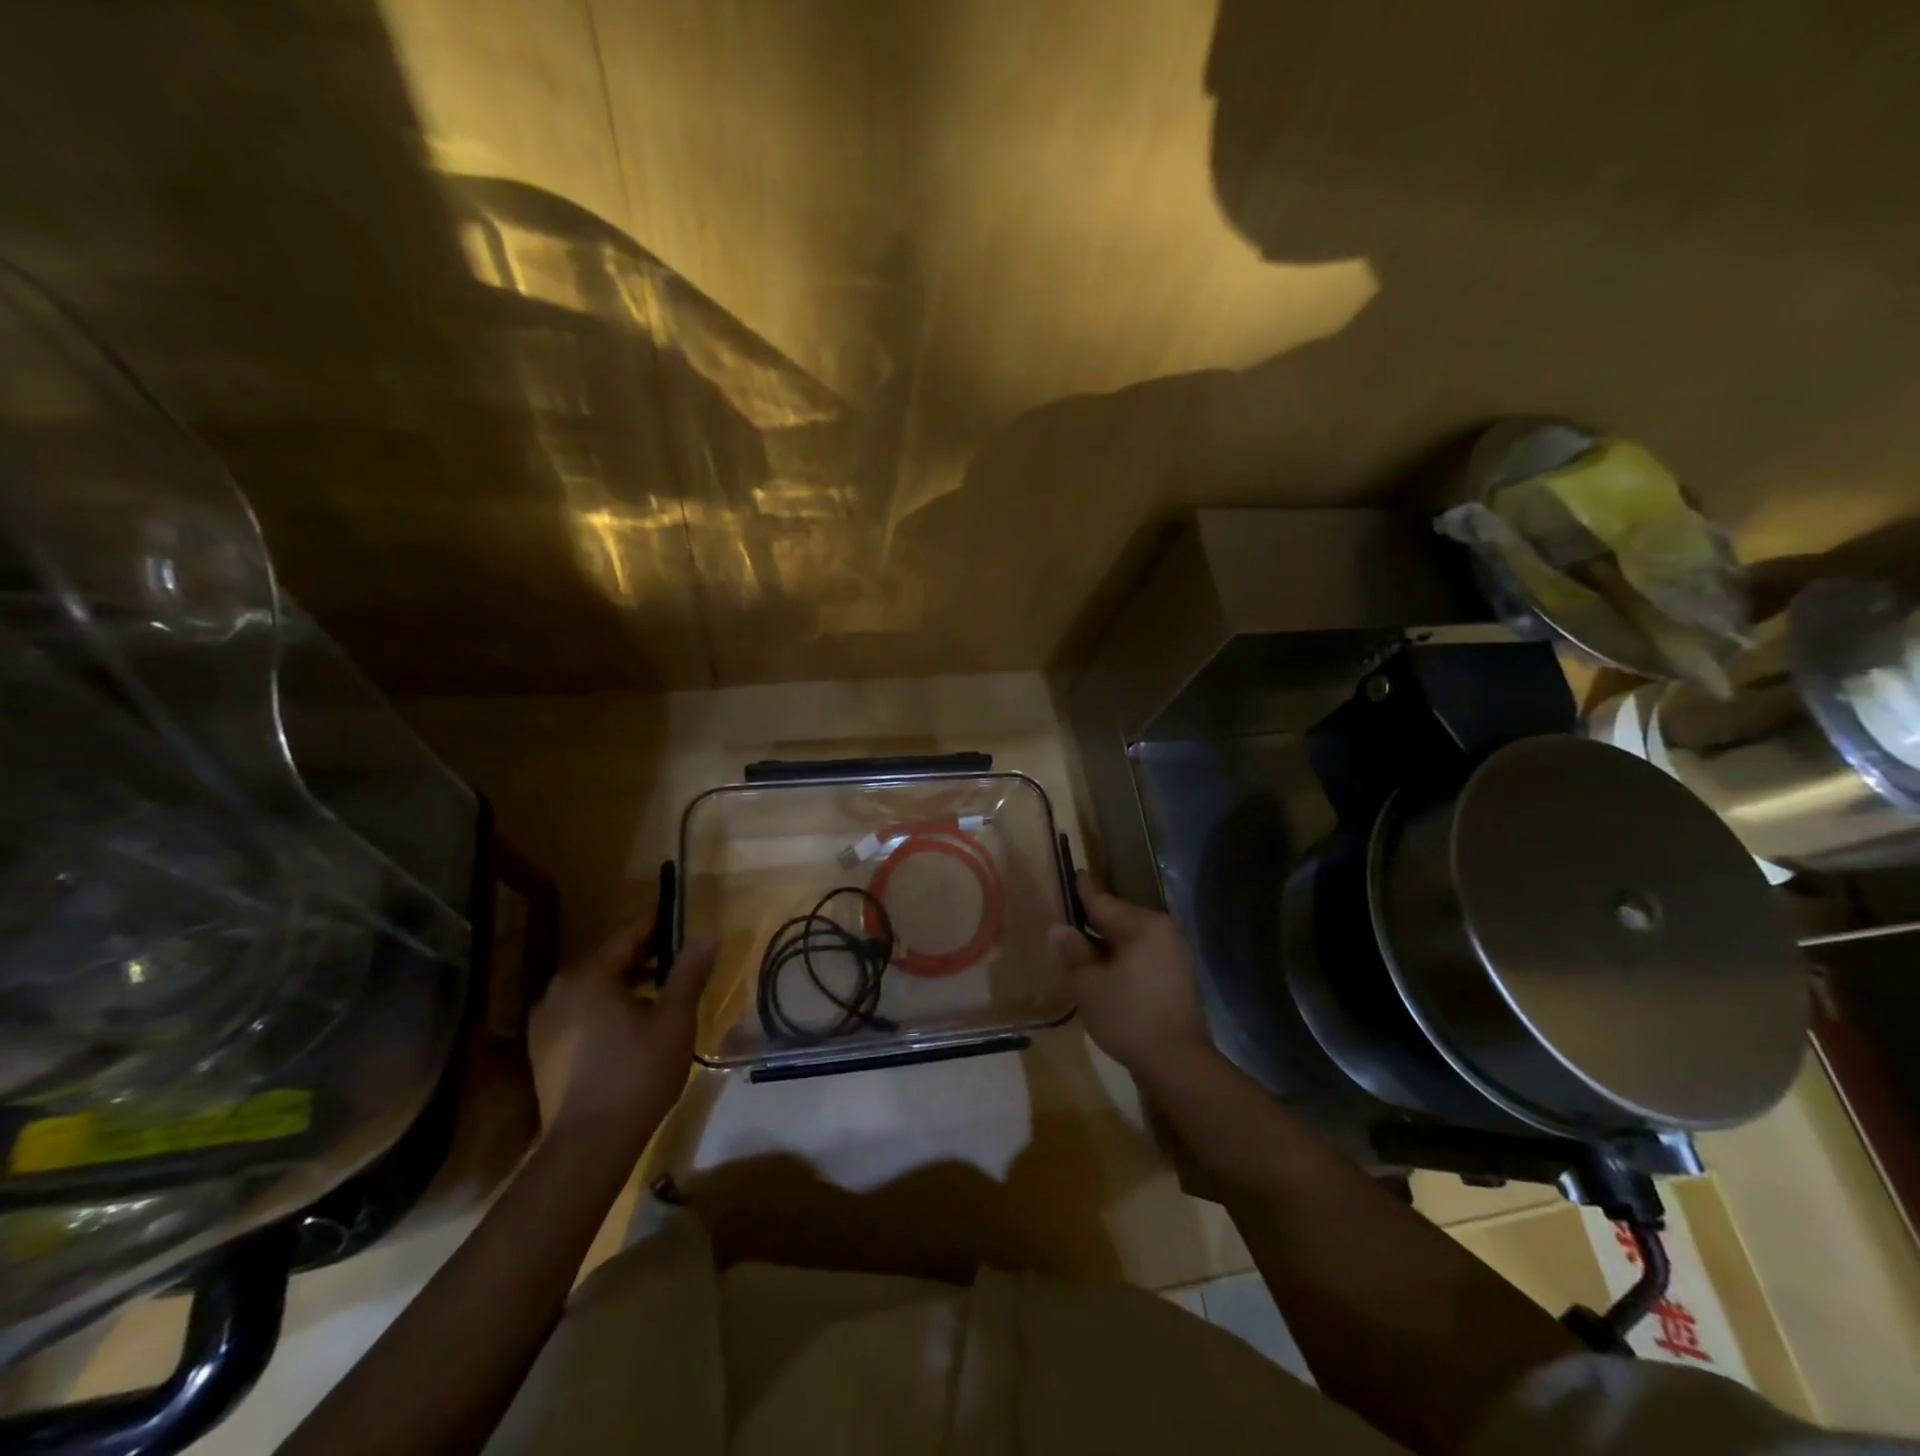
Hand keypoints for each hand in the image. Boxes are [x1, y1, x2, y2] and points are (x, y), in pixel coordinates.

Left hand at [528, 911, 717, 1149]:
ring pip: (593, 987)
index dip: (656, 925)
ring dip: (625, 985)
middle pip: (608, 960)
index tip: (680, 920)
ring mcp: (546, 1021)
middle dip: (643, 957)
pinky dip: (606, 1008)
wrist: (588, 1146)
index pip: (627, 934)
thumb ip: (689, 973)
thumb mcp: (675, 1019)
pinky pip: (580, 1012)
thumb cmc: (637, 1073)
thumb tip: (707, 936)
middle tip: (677, 960)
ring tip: (660, 995)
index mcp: (589, 975)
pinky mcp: (543, 1050)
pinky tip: (630, 1026)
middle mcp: (559, 990)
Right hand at [1048, 872, 1216, 1086]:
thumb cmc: (1128, 1016)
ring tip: (1079, 946)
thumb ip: (1073, 952)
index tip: (1074, 872)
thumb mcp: (1089, 984)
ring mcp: (1173, 954)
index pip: (1103, 901)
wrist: (1177, 1063)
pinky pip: (1141, 955)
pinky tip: (1103, 970)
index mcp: (1142, 925)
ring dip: (1106, 942)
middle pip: (1118, 918)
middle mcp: (1162, 931)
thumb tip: (1059, 928)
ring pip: (1130, 938)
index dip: (1083, 890)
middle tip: (1067, 915)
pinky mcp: (1176, 977)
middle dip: (1092, 919)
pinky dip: (1121, 958)